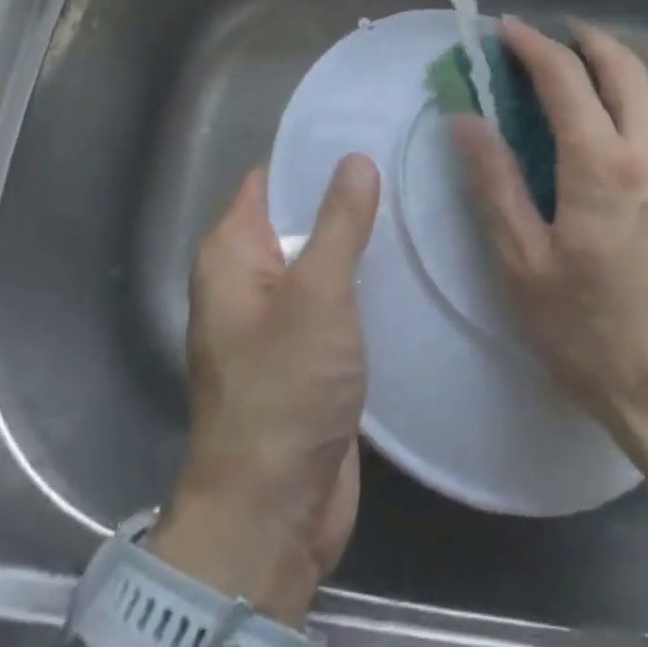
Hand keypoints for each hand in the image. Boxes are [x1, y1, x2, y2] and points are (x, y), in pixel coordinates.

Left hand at [151, 156, 379, 625]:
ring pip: (320, 262)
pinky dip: (362, 286)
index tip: (368, 133)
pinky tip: (407, 268)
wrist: (272, 514)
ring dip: (358, 244)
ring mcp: (276, 320)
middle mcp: (246, 280)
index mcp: (231, 254)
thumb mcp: (317, 294)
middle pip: (298, 220)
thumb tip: (354, 159)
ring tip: (416, 206)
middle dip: (345, 198)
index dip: (313, 157)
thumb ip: (338, 223)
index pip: (271, 181)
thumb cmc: (284, 390)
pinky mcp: (305, 355)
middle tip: (405, 167)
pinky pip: (333, 303)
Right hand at [452, 18, 647, 461]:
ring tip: (569, 85)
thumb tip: (468, 121)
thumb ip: (494, 184)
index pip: (567, 78)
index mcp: (604, 167)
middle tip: (548, 38)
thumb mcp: (524, 266)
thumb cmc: (592, 337)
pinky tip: (601, 145)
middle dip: (585, 40)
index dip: (533, 46)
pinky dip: (627, 112)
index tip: (506, 30)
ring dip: (609, 74)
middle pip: (626, 68)